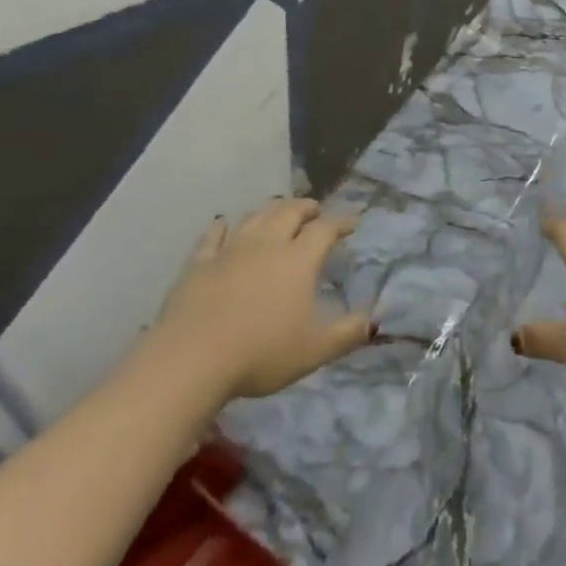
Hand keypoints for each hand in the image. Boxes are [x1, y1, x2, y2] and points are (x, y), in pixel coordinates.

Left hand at [148, 198, 374, 400]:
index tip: (352, 221)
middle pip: (289, 212)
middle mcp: (267, 244)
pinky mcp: (199, 262)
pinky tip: (224, 224)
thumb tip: (372, 323)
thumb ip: (347, 334)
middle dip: (305, 207)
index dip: (341, 221)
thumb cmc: (261, 353)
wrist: (193, 358)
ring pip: (254, 217)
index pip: (324, 229)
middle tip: (314, 210)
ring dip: (270, 210)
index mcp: (298, 260)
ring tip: (278, 212)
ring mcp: (230, 249)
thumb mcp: (314, 351)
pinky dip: (222, 226)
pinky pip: (213, 235)